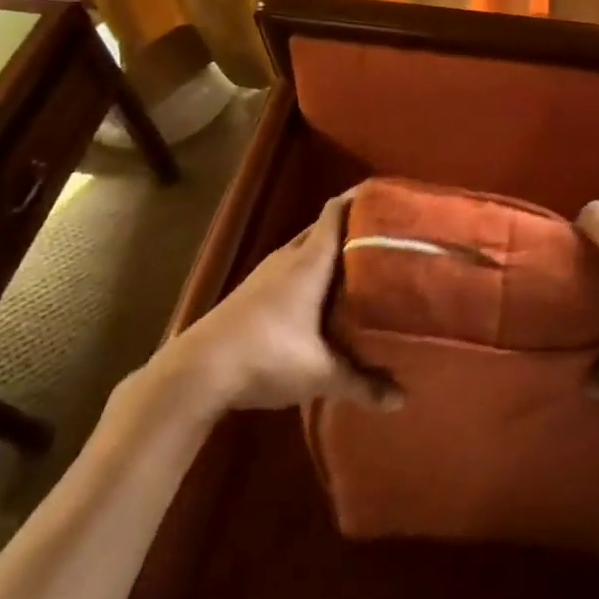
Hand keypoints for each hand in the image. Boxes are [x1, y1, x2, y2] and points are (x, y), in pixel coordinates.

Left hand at [168, 192, 399, 411]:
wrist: (195, 372)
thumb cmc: (266, 356)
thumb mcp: (320, 374)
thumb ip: (363, 383)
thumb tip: (403, 400)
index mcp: (310, 261)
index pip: (337, 211)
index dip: (363, 199)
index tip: (392, 199)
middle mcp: (288, 256)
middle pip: (326, 227)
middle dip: (356, 227)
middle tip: (391, 237)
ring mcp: (267, 272)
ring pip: (308, 248)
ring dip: (333, 251)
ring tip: (365, 263)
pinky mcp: (253, 291)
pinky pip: (293, 266)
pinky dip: (314, 270)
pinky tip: (325, 294)